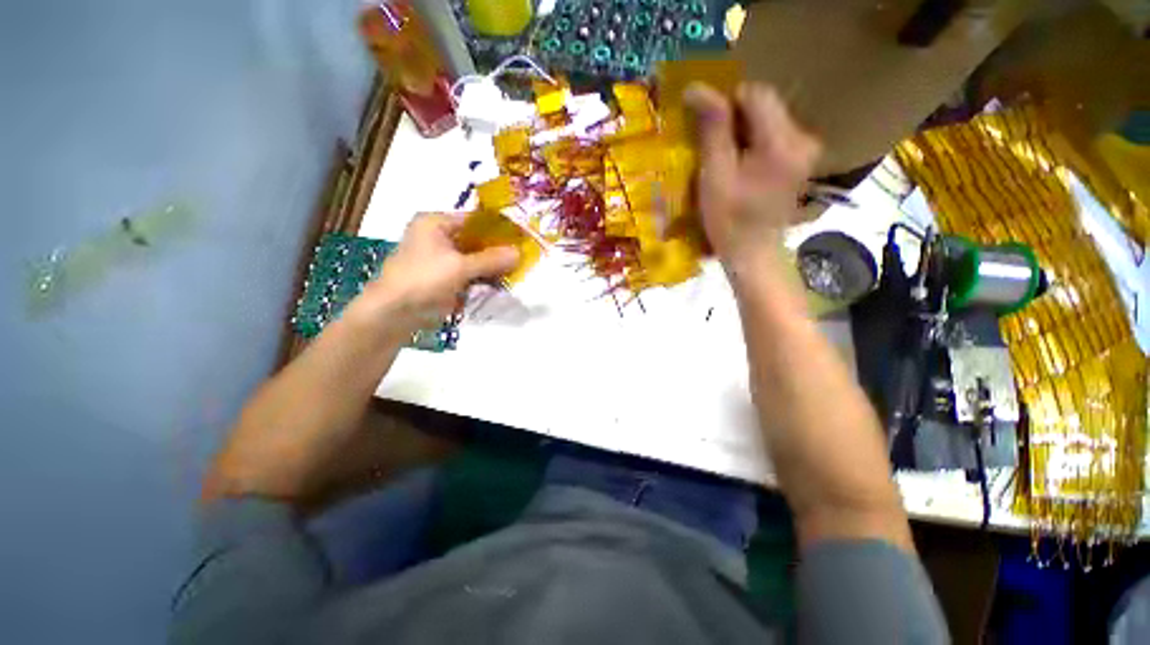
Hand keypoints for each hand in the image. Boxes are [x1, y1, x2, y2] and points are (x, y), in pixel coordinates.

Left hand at [361, 213, 518, 331]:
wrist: (394, 313)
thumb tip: (520, 253)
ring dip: (493, 267)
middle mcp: (439, 237)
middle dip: (498, 251)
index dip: (498, 228)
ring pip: (475, 259)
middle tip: (522, 257)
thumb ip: (491, 259)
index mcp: (436, 223)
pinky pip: (470, 274)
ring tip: (516, 272)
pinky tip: (501, 284)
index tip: (520, 237)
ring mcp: (441, 259)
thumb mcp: (460, 267)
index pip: (475, 220)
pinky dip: (483, 279)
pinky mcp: (445, 278)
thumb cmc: (423, 280)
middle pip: (476, 240)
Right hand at [683, 82, 820, 269]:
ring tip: (724, 159)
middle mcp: (803, 138)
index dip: (726, 104)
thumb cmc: (728, 220)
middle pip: (764, 105)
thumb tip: (696, 88)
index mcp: (783, 142)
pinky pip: (772, 135)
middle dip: (734, 120)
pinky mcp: (800, 160)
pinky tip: (739, 166)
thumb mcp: (715, 176)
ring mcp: (805, 150)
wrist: (751, 253)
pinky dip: (752, 143)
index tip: (706, 129)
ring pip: (767, 120)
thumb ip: (712, 130)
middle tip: (712, 147)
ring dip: (741, 132)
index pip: (755, 94)